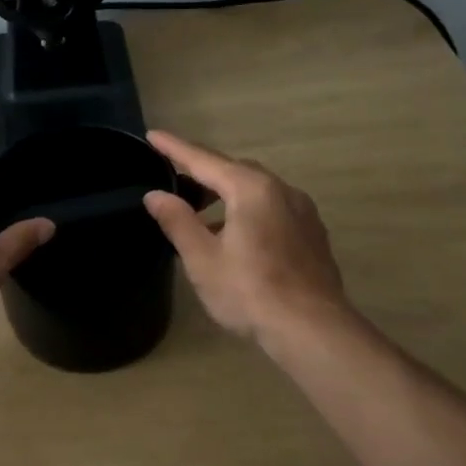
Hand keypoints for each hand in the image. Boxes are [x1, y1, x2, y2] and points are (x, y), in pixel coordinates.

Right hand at [143, 130, 349, 343]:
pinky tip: (236, 238)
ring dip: (226, 195)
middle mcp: (282, 190)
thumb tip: (155, 194)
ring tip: (201, 216)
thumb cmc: (250, 291)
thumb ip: (178, 221)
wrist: (313, 330)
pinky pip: (273, 209)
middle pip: (234, 171)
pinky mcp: (312, 234)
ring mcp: (302, 212)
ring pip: (256, 191)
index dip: (175, 149)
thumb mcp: (203, 258)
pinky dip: (248, 211)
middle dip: (203, 172)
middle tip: (174, 181)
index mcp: (251, 189)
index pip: (204, 160)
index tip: (152, 135)